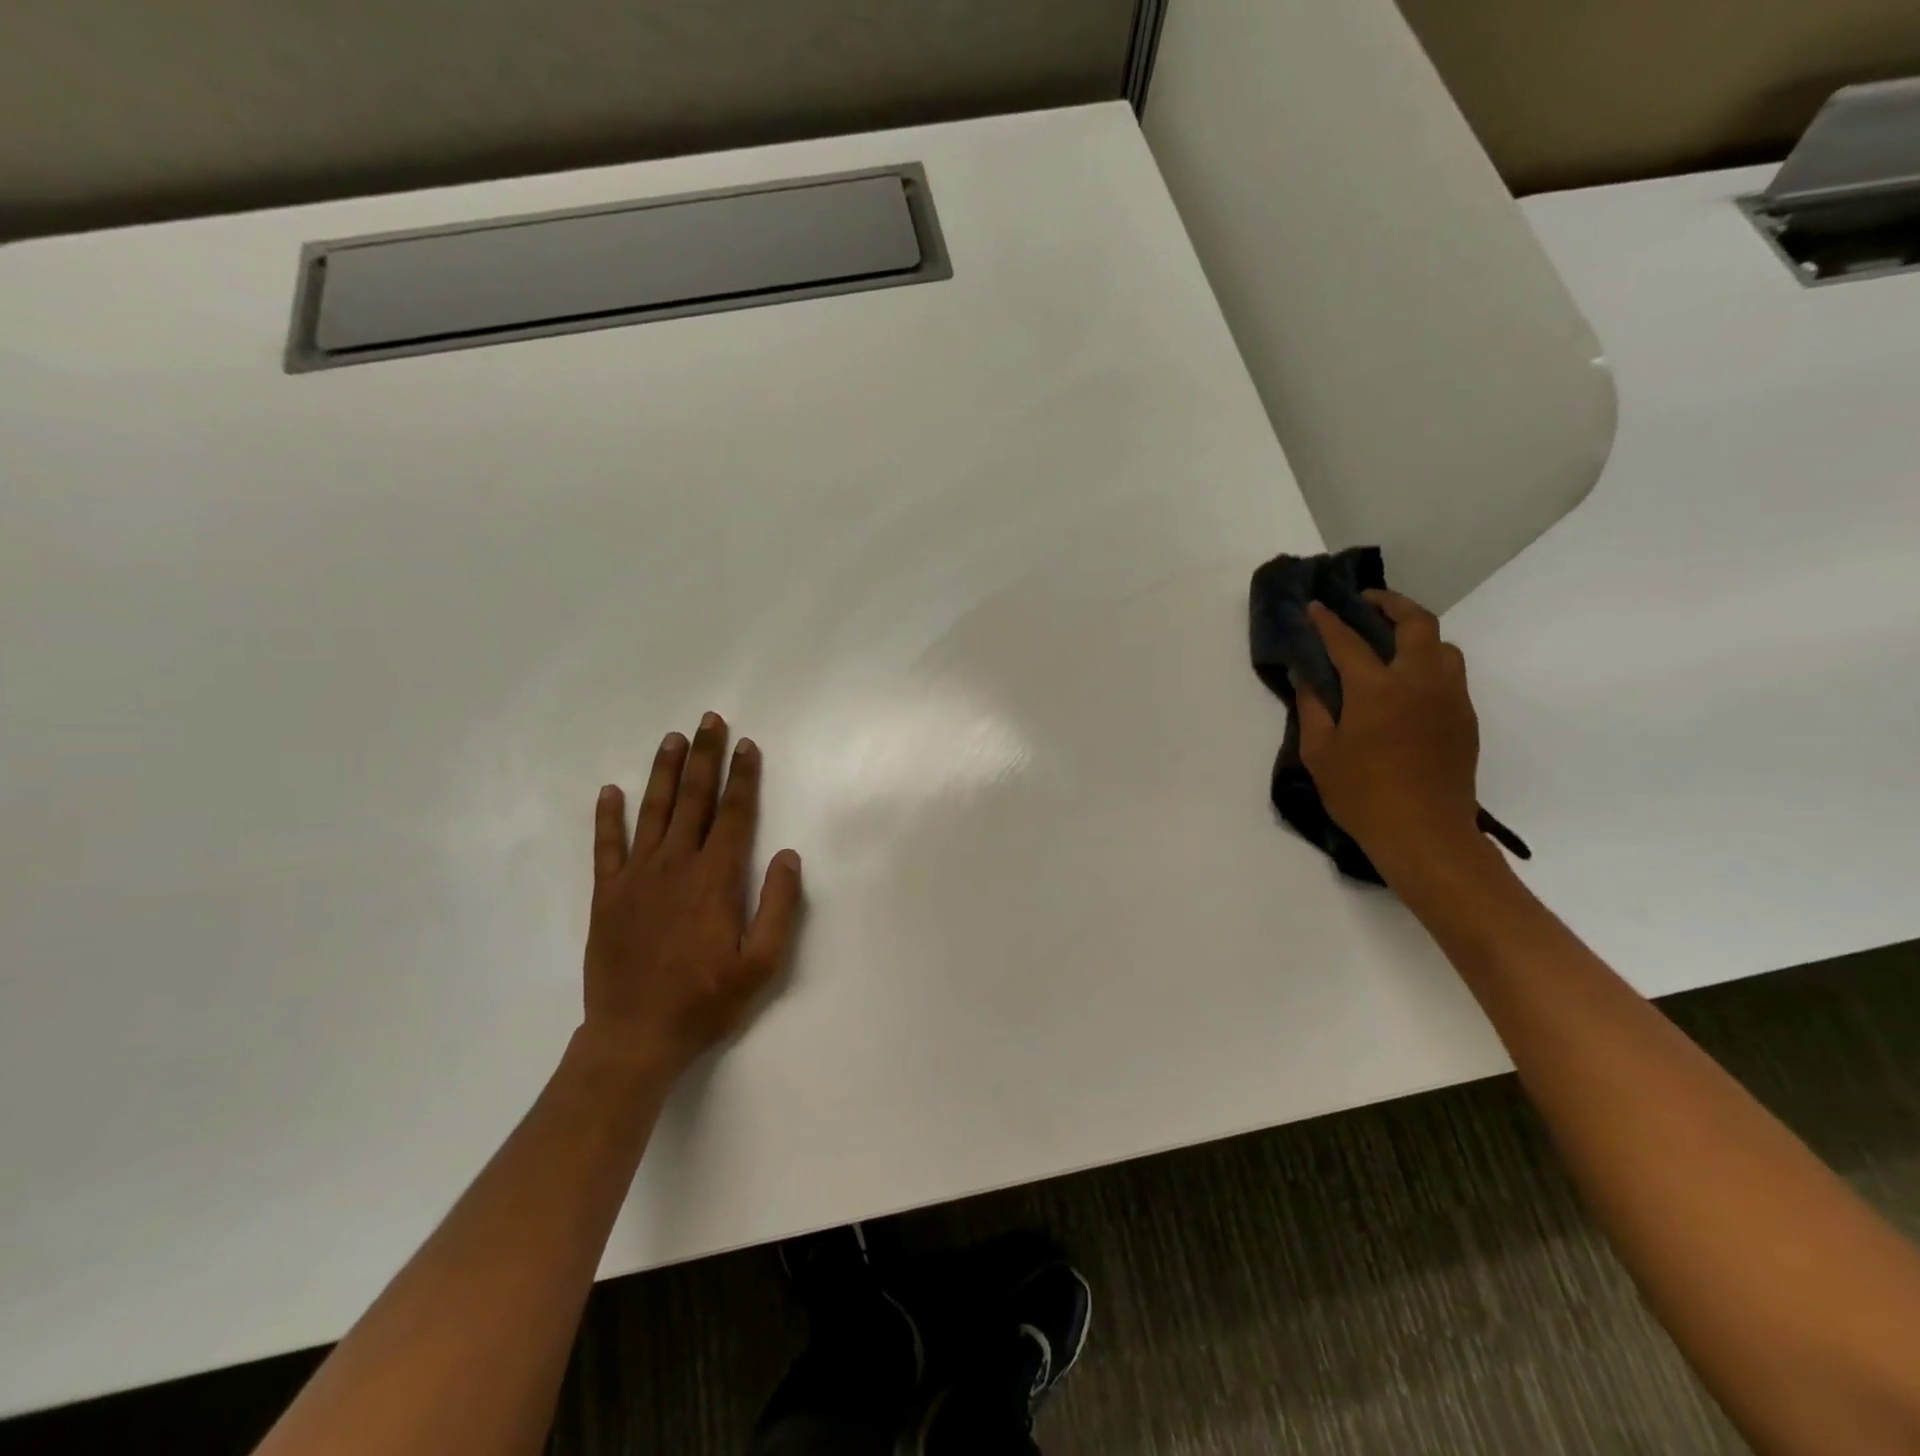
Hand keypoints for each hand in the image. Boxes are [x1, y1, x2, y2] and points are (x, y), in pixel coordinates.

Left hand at [579, 712, 803, 1081]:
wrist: (634, 1037)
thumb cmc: (705, 1000)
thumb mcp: (761, 963)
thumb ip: (779, 906)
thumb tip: (788, 855)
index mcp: (715, 879)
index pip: (734, 814)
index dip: (743, 777)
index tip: (747, 745)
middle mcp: (675, 866)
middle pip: (694, 799)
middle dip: (704, 757)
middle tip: (709, 720)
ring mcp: (636, 877)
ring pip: (652, 811)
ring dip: (664, 772)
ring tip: (672, 739)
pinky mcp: (607, 895)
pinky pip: (606, 846)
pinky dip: (608, 817)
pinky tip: (610, 791)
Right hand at [1294, 591, 1482, 864]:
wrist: (1425, 833)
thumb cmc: (1362, 795)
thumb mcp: (1320, 753)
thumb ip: (1313, 709)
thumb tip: (1307, 677)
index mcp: (1376, 689)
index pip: (1348, 641)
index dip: (1329, 621)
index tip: (1315, 606)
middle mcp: (1419, 682)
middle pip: (1416, 623)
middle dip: (1391, 604)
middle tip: (1367, 602)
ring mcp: (1449, 698)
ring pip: (1442, 646)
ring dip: (1417, 633)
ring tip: (1392, 640)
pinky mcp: (1464, 718)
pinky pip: (1451, 673)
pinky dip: (1429, 661)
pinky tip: (1409, 680)